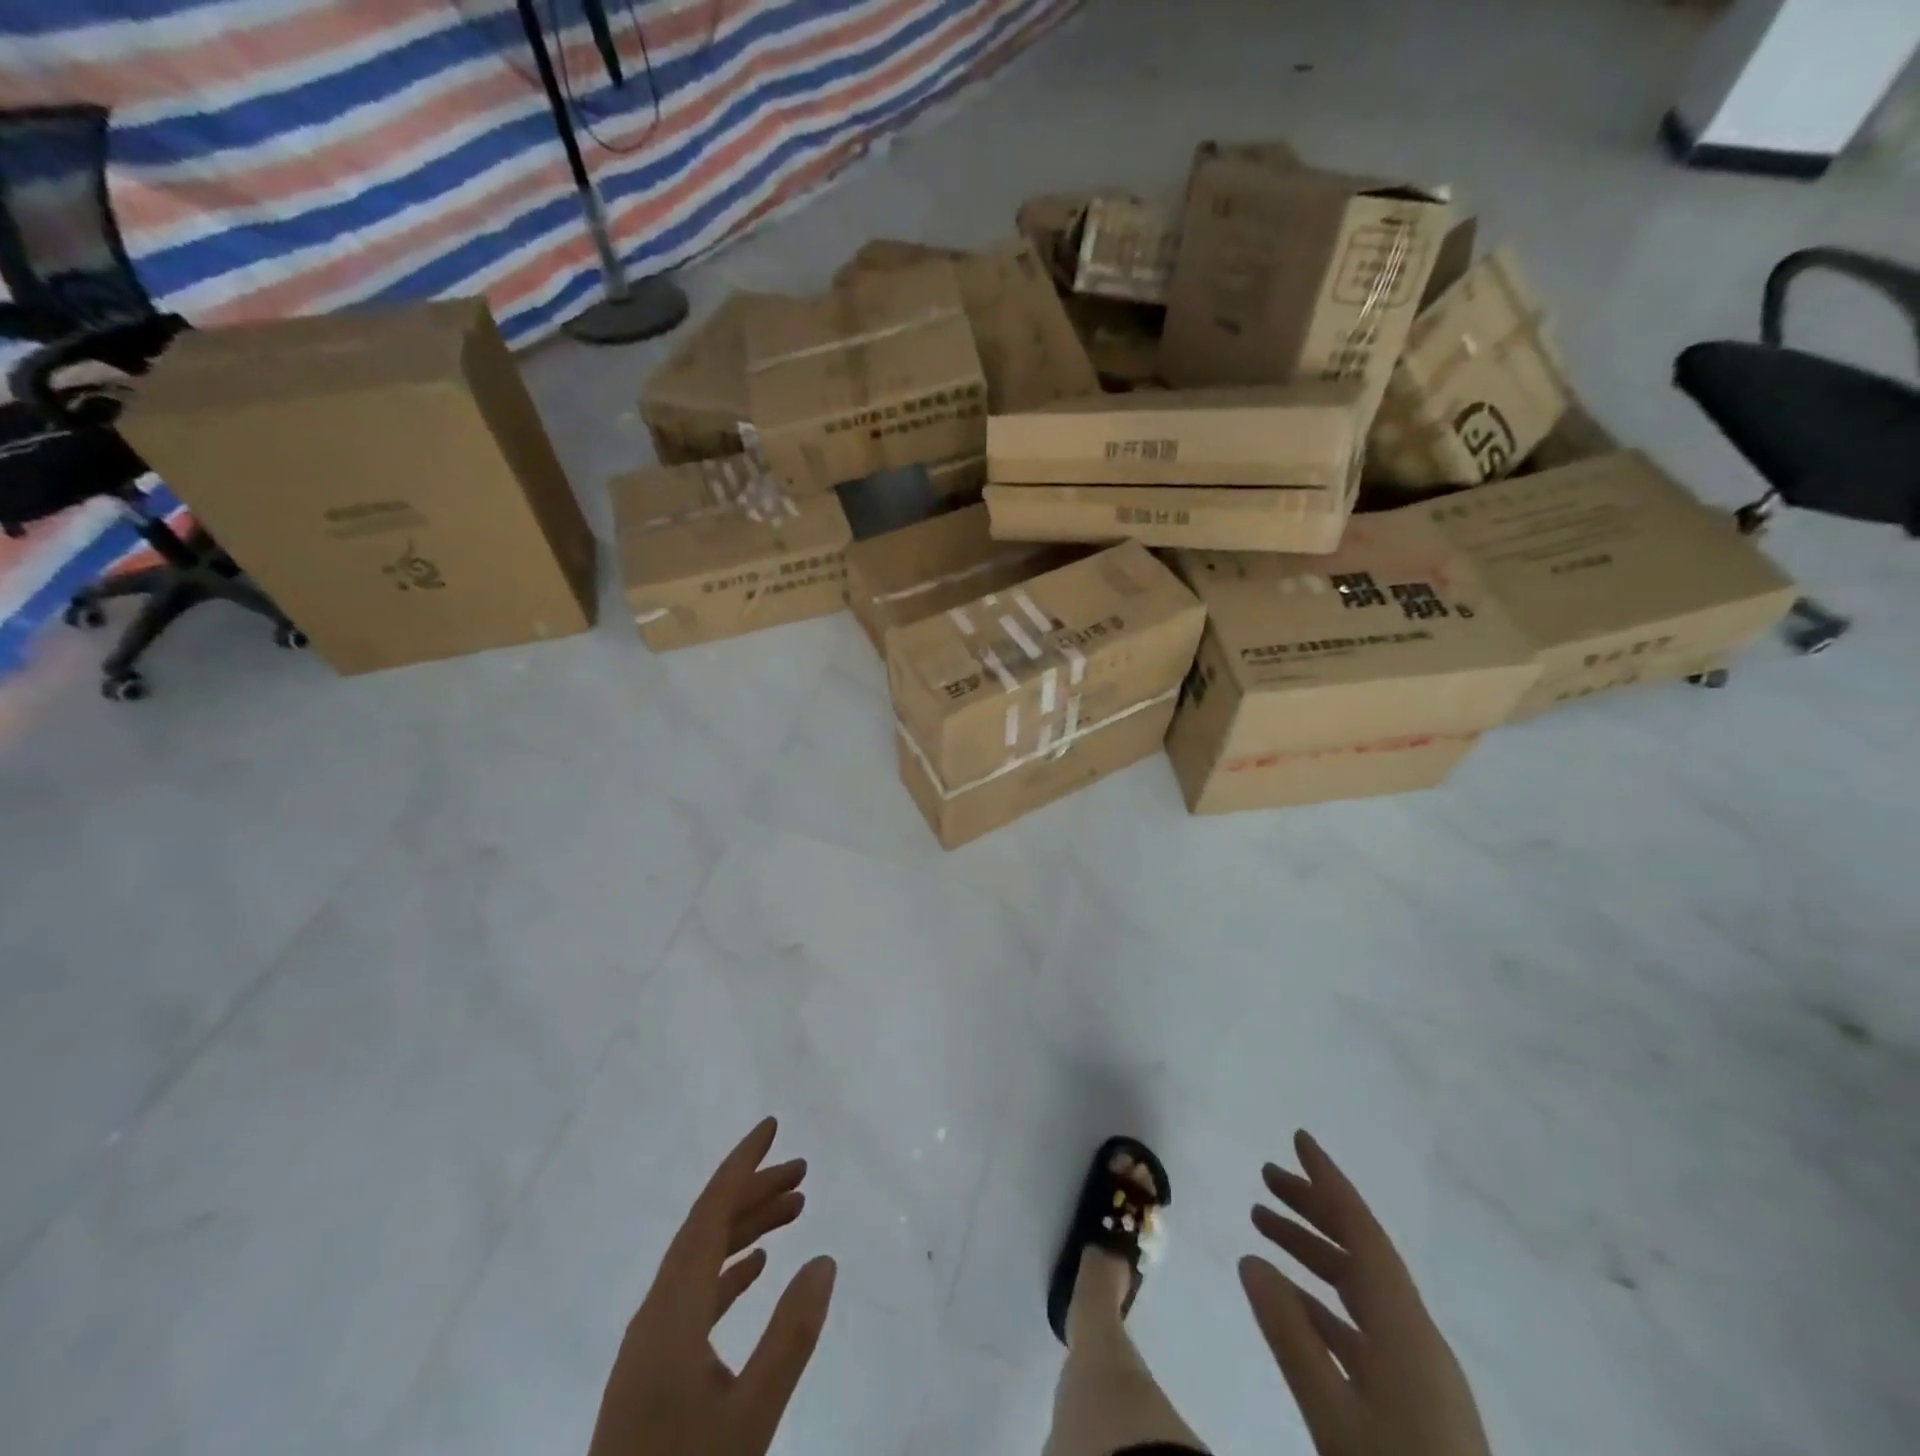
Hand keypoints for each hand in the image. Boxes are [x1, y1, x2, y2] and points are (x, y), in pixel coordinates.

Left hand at [587, 1118, 836, 1455]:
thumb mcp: (750, 1418)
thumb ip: (790, 1336)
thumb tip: (824, 1259)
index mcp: (671, 1311)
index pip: (709, 1214)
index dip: (741, 1165)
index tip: (771, 1126)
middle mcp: (657, 1312)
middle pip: (707, 1228)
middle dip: (754, 1191)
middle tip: (804, 1171)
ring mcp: (652, 1342)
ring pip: (702, 1259)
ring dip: (747, 1227)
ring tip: (796, 1209)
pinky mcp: (655, 1369)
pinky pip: (697, 1293)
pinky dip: (731, 1269)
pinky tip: (758, 1267)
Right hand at [1240, 1131, 1490, 1455]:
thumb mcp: (1333, 1413)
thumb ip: (1290, 1334)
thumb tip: (1250, 1259)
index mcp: (1403, 1327)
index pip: (1362, 1231)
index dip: (1329, 1181)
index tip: (1298, 1139)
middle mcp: (1414, 1334)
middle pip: (1360, 1250)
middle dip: (1313, 1207)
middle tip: (1265, 1177)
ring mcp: (1416, 1368)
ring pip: (1358, 1286)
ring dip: (1312, 1251)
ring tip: (1262, 1225)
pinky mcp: (1412, 1398)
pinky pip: (1360, 1324)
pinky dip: (1321, 1299)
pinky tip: (1289, 1300)